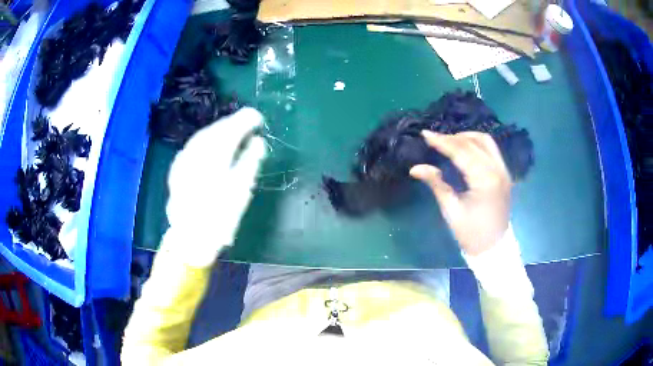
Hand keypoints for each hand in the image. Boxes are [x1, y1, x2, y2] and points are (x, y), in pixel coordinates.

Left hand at [163, 107, 266, 266]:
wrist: (190, 238)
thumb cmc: (219, 217)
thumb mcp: (241, 191)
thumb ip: (250, 162)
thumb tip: (258, 141)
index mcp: (214, 157)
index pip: (231, 129)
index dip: (245, 120)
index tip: (258, 117)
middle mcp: (197, 153)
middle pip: (215, 129)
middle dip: (232, 123)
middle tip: (247, 122)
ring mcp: (184, 159)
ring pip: (203, 135)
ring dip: (219, 130)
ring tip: (233, 130)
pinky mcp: (178, 167)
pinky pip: (194, 145)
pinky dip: (207, 140)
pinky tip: (212, 144)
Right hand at [410, 131, 511, 255]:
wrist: (493, 247)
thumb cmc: (470, 233)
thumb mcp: (451, 210)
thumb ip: (436, 184)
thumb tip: (415, 168)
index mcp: (485, 180)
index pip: (462, 152)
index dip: (442, 142)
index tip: (425, 134)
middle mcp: (498, 170)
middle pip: (474, 143)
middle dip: (452, 138)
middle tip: (434, 139)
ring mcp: (504, 171)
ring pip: (486, 142)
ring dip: (467, 137)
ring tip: (449, 141)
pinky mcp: (505, 174)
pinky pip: (491, 150)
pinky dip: (477, 144)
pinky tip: (465, 148)